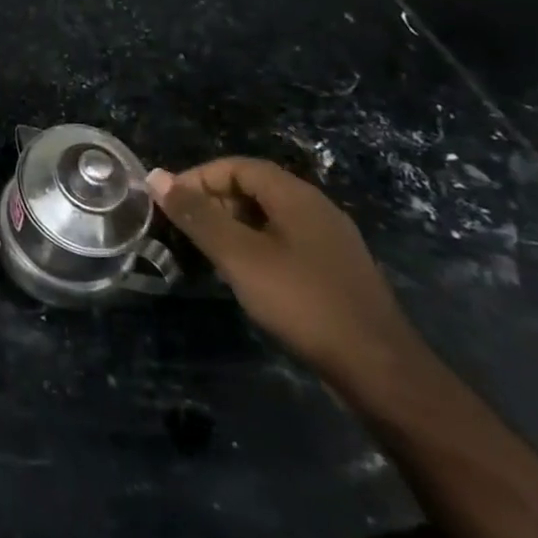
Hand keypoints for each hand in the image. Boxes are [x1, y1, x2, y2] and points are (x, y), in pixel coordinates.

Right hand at [147, 157, 424, 389]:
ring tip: (210, 253)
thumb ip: (197, 215)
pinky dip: (257, 246)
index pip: (237, 166)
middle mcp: (317, 208)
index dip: (199, 178)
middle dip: (215, 201)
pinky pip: (287, 241)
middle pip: (255, 187)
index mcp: (296, 195)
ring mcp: (331, 240)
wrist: (381, 371)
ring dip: (234, 225)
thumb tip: (156, 177)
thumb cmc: (303, 302)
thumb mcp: (239, 256)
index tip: (172, 204)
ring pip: (270, 216)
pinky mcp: (337, 270)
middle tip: (187, 229)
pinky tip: (248, 276)